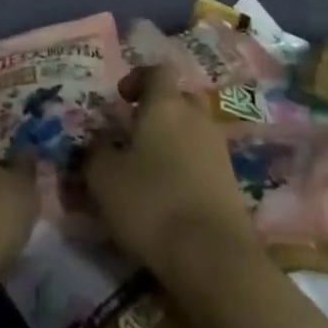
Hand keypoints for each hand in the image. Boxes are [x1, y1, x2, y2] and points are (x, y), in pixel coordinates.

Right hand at [84, 67, 259, 281]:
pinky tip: (170, 195)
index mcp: (166, 104)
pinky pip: (204, 161)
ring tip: (149, 168)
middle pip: (180, 98)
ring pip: (193, 131)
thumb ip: (96, 151)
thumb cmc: (152, 202)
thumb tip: (99, 141)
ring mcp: (218, 150)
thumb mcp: (104, 177)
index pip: (158, 70)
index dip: (139, 77)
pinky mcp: (231, 184)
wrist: (214, 257)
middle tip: (135, 131)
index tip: (121, 97)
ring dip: (174, 141)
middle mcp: (196, 118)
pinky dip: (187, 169)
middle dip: (159, 109)